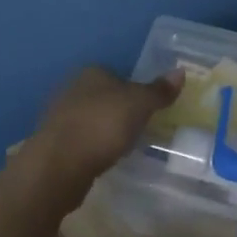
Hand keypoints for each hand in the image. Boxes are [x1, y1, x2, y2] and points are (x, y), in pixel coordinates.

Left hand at [20, 66, 181, 197]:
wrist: (59, 165)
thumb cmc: (102, 126)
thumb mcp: (139, 105)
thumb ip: (159, 90)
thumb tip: (180, 71)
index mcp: (92, 73)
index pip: (118, 74)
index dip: (135, 89)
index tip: (151, 108)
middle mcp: (73, 89)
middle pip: (105, 96)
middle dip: (122, 110)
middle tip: (143, 127)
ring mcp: (61, 117)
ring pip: (94, 119)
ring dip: (107, 130)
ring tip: (128, 145)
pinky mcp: (56, 144)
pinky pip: (84, 140)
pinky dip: (96, 147)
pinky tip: (107, 159)